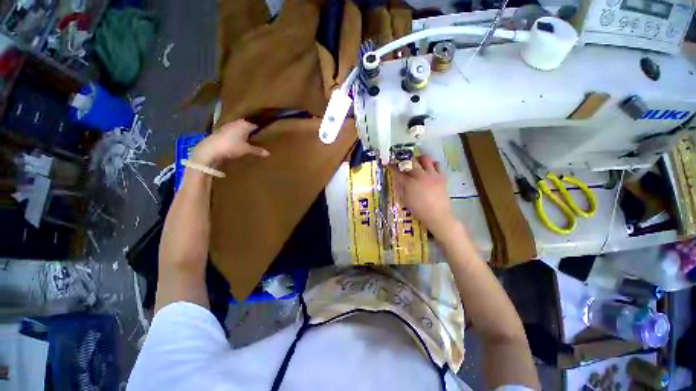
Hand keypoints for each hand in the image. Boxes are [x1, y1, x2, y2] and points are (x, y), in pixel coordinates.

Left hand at [192, 119, 269, 166]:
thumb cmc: (232, 146)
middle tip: (257, 139)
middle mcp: (236, 123)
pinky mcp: (220, 132)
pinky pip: (232, 134)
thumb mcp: (247, 150)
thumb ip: (257, 150)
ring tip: (249, 142)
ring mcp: (227, 127)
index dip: (259, 131)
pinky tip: (238, 143)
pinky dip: (236, 138)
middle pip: (246, 127)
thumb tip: (268, 153)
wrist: (210, 149)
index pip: (255, 126)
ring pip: (238, 130)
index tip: (264, 136)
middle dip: (251, 132)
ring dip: (243, 135)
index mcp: (244, 124)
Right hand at [391, 155, 456, 238]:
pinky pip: (437, 165)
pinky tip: (429, 170)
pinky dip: (432, 165)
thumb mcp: (405, 200)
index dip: (392, 167)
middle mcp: (420, 176)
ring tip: (417, 163)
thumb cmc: (419, 210)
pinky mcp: (441, 177)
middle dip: (405, 159)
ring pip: (426, 159)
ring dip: (420, 159)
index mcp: (409, 183)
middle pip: (411, 161)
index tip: (389, 163)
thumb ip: (402, 188)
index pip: (398, 172)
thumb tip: (400, 180)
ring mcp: (432, 175)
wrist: (438, 216)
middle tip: (404, 161)